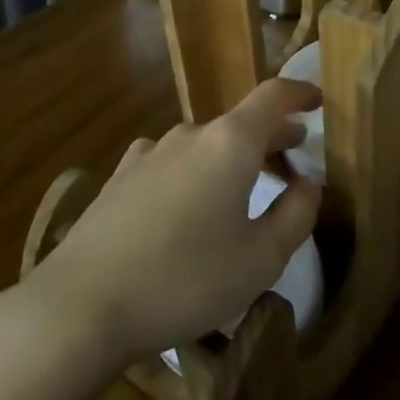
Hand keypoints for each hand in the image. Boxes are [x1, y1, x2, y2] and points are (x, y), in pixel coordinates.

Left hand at [24, 77, 322, 359]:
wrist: (81, 305)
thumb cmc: (185, 279)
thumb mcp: (261, 259)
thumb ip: (296, 214)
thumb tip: (309, 183)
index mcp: (230, 143)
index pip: (273, 97)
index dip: (300, 93)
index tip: (318, 100)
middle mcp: (189, 135)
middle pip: (240, 122)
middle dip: (272, 134)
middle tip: (295, 152)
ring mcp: (149, 154)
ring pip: (204, 144)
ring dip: (231, 156)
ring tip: (244, 186)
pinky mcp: (119, 179)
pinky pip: (170, 162)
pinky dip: (193, 171)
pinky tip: (186, 200)